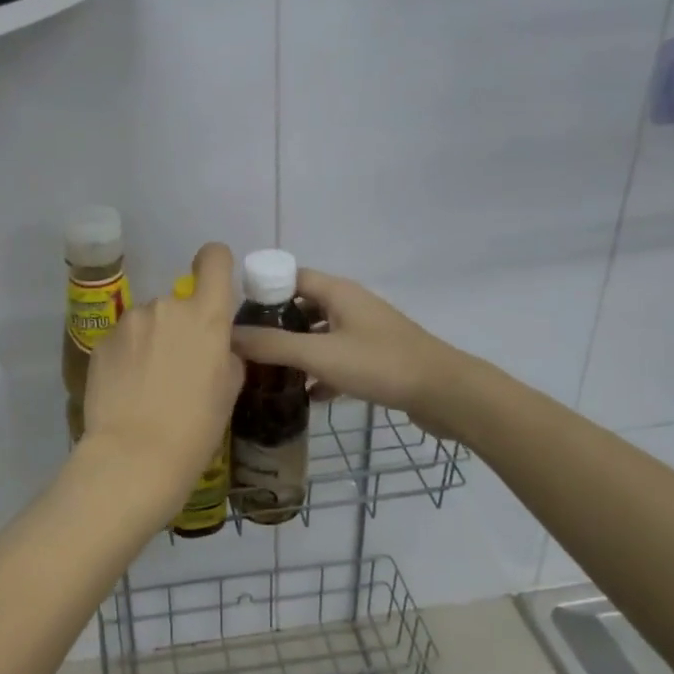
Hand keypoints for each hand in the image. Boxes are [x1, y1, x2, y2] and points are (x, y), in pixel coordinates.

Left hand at [80, 242, 243, 501]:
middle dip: (180, 326)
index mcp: (206, 315)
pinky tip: (127, 389)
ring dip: (151, 340)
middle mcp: (166, 307)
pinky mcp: (102, 341)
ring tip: (148, 384)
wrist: (134, 456)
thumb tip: (216, 345)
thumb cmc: (195, 428)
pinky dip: (127, 355)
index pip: (214, 259)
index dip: (215, 265)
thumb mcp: (228, 391)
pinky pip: (124, 339)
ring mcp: (130, 321)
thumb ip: (226, 354)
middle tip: (179, 367)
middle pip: (179, 302)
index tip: (213, 285)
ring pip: (148, 321)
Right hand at [231, 269, 463, 433]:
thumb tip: (227, 336)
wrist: (445, 393)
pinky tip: (306, 396)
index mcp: (337, 292)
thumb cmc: (380, 364)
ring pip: (320, 334)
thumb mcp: (320, 354)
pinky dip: (321, 372)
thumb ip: (273, 346)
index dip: (262, 290)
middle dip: (275, 324)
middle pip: (303, 306)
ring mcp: (365, 332)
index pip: (290, 277)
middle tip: (246, 347)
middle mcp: (351, 305)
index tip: (234, 315)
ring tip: (268, 372)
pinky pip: (338, 359)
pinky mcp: (376, 359)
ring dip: (297, 350)